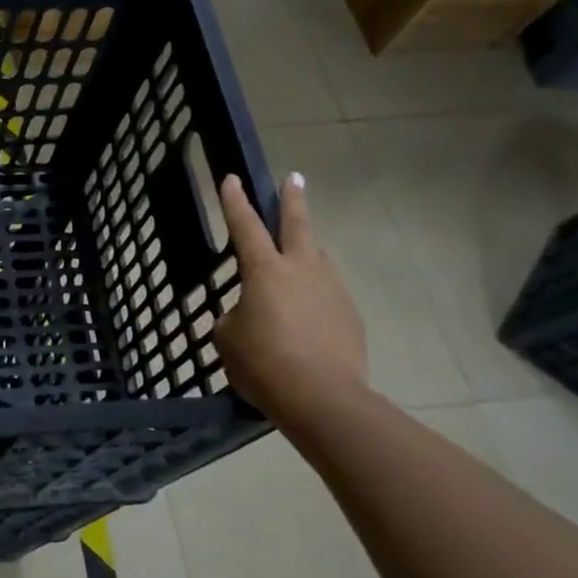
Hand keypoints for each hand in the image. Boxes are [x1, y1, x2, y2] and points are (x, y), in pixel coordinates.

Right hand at [213, 173, 367, 420]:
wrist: (323, 398)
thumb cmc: (263, 363)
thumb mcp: (228, 337)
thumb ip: (236, 315)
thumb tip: (250, 313)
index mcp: (265, 271)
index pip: (245, 226)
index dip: (235, 202)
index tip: (233, 178)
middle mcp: (302, 270)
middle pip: (297, 225)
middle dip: (292, 200)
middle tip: (294, 179)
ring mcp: (332, 291)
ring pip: (317, 259)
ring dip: (306, 250)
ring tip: (297, 254)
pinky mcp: (349, 316)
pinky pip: (326, 294)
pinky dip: (313, 295)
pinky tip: (305, 314)